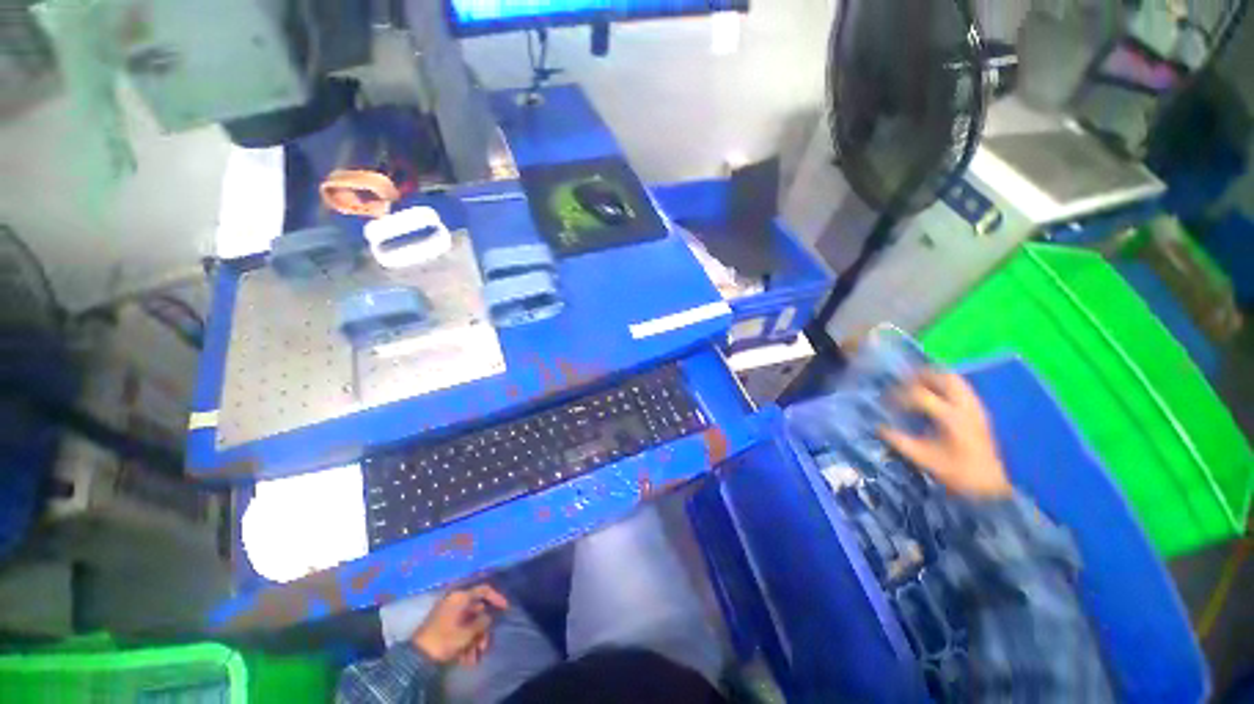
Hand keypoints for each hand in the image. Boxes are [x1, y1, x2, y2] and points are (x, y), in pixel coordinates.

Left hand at [411, 585, 508, 666]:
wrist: (417, 657)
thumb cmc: (444, 640)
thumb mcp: (467, 633)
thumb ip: (482, 622)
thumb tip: (489, 617)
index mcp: (460, 597)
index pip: (484, 590)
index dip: (497, 597)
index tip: (506, 608)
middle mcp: (455, 602)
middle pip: (477, 612)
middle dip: (483, 631)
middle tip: (485, 647)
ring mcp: (449, 614)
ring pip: (469, 624)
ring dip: (474, 641)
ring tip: (474, 659)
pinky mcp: (444, 626)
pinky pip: (460, 631)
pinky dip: (465, 644)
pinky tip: (466, 660)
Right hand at [878, 371, 1011, 498]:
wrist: (991, 487)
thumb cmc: (956, 473)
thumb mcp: (923, 459)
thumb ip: (899, 441)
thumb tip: (879, 427)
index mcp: (950, 417)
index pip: (919, 395)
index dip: (899, 395)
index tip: (886, 401)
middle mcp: (965, 407)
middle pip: (943, 377)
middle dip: (920, 376)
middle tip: (902, 381)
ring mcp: (975, 407)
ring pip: (955, 379)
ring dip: (934, 377)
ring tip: (916, 384)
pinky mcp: (980, 411)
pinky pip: (962, 387)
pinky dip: (945, 385)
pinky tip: (934, 395)